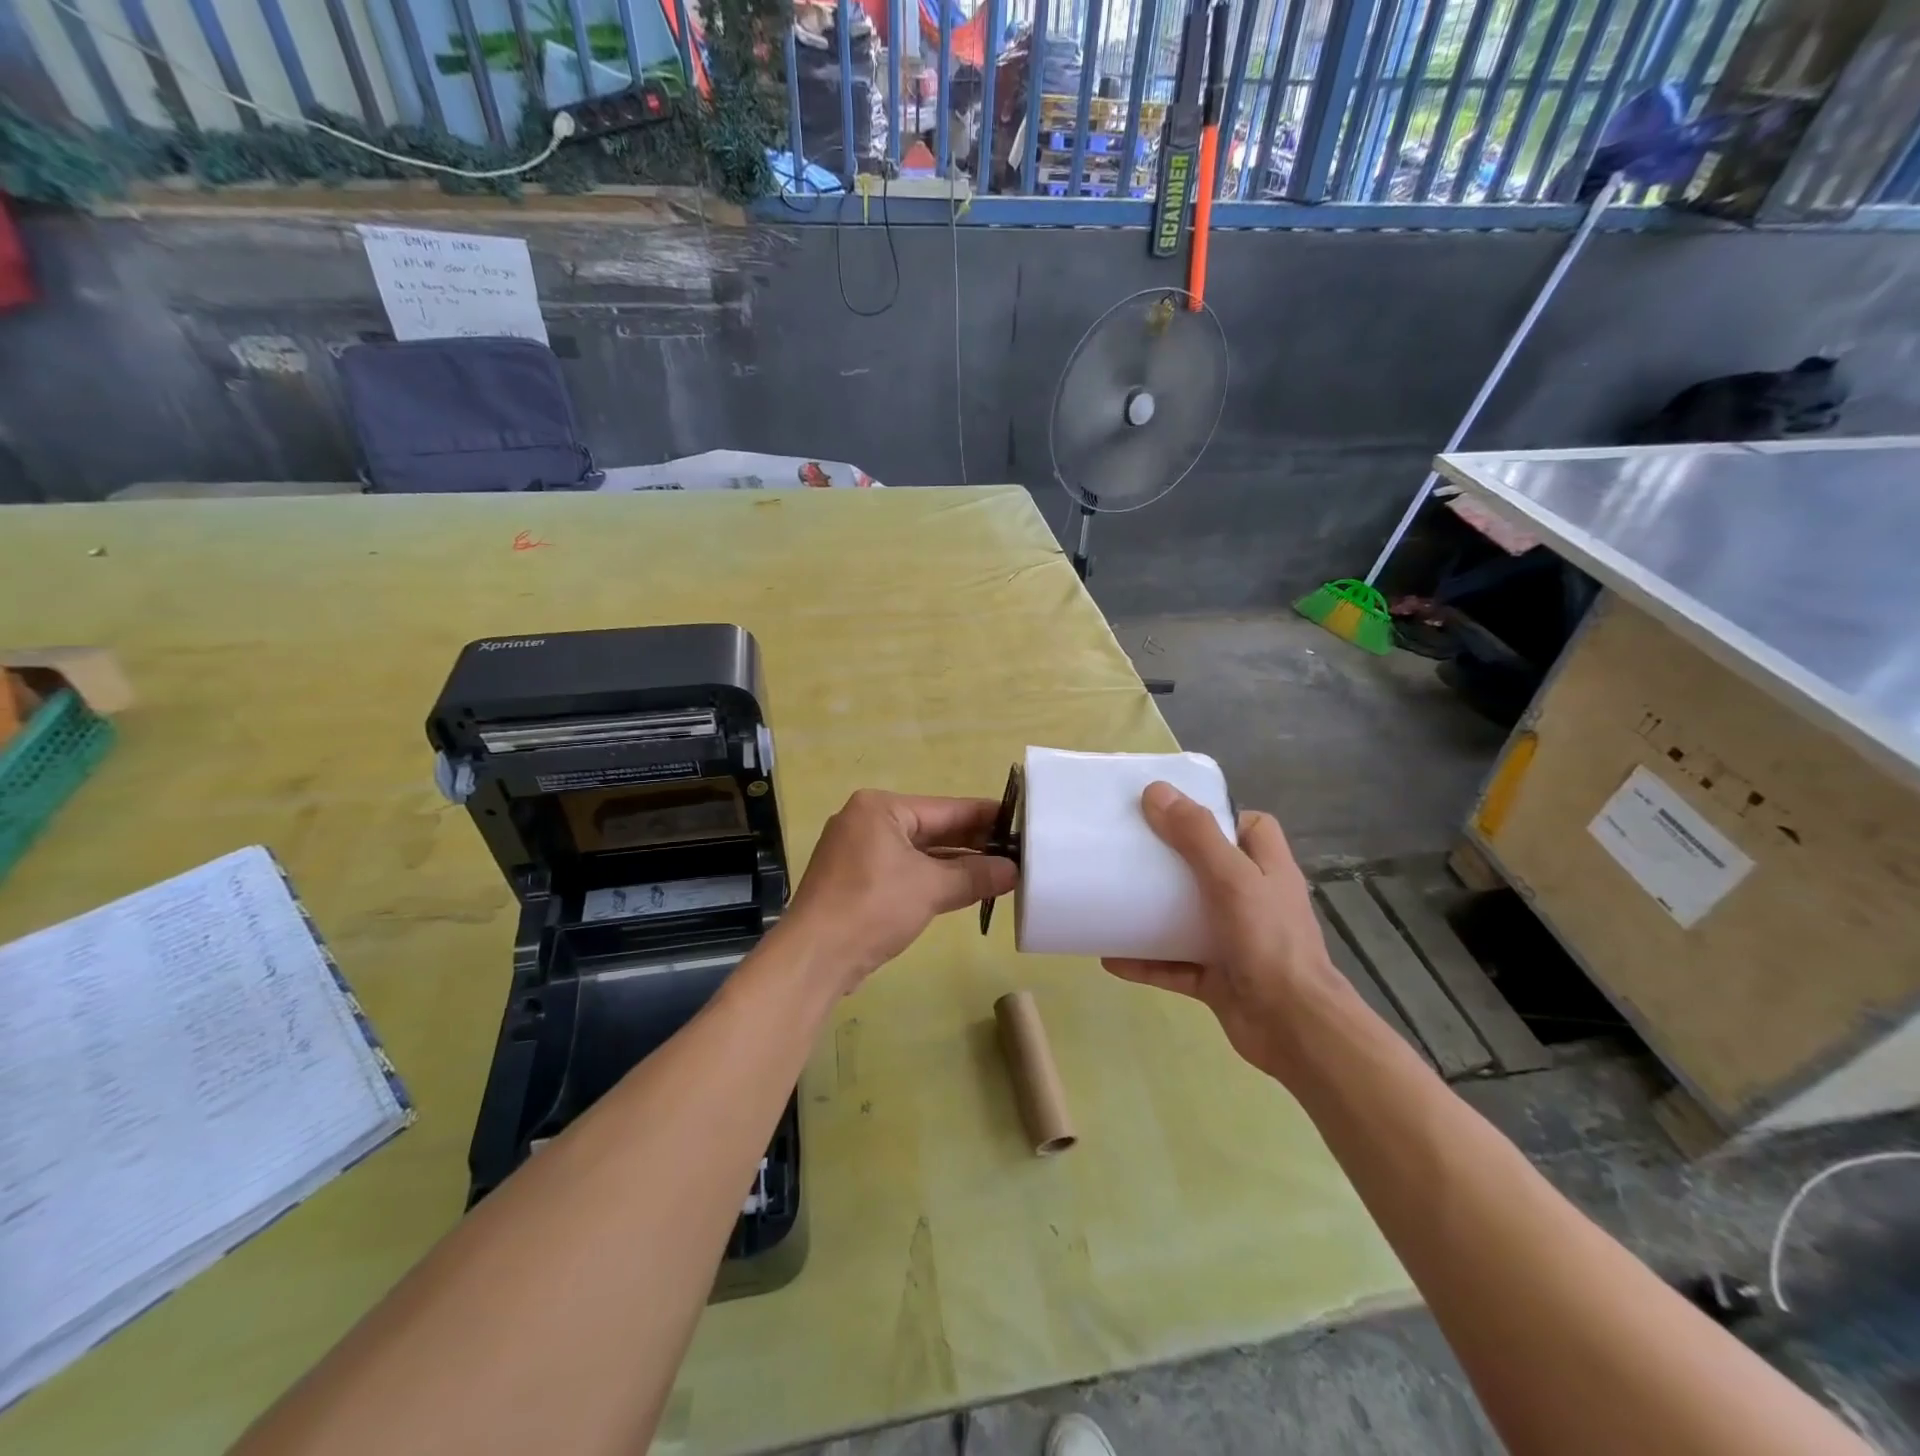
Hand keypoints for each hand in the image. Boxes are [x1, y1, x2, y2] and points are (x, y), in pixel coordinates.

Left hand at [780, 790, 1017, 994]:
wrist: (814, 958)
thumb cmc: (872, 908)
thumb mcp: (931, 888)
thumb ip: (975, 875)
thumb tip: (1013, 871)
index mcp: (880, 808)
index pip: (945, 808)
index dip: (985, 816)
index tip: (1020, 821)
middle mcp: (866, 822)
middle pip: (931, 828)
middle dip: (972, 842)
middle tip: (1016, 850)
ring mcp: (858, 852)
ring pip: (918, 852)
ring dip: (955, 864)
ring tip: (999, 870)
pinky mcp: (855, 880)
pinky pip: (903, 870)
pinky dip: (932, 878)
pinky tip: (964, 887)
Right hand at [1104, 782, 1346, 1078]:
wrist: (1294, 1029)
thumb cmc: (1269, 943)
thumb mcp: (1233, 879)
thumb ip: (1197, 836)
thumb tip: (1156, 792)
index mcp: (1268, 870)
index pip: (1251, 828)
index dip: (1218, 816)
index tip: (1174, 812)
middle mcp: (1254, 902)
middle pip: (1210, 869)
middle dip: (1172, 860)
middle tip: (1130, 849)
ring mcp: (1235, 942)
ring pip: (1188, 918)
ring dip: (1153, 913)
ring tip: (1112, 898)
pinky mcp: (1216, 978)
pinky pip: (1173, 964)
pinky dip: (1145, 960)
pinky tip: (1110, 957)